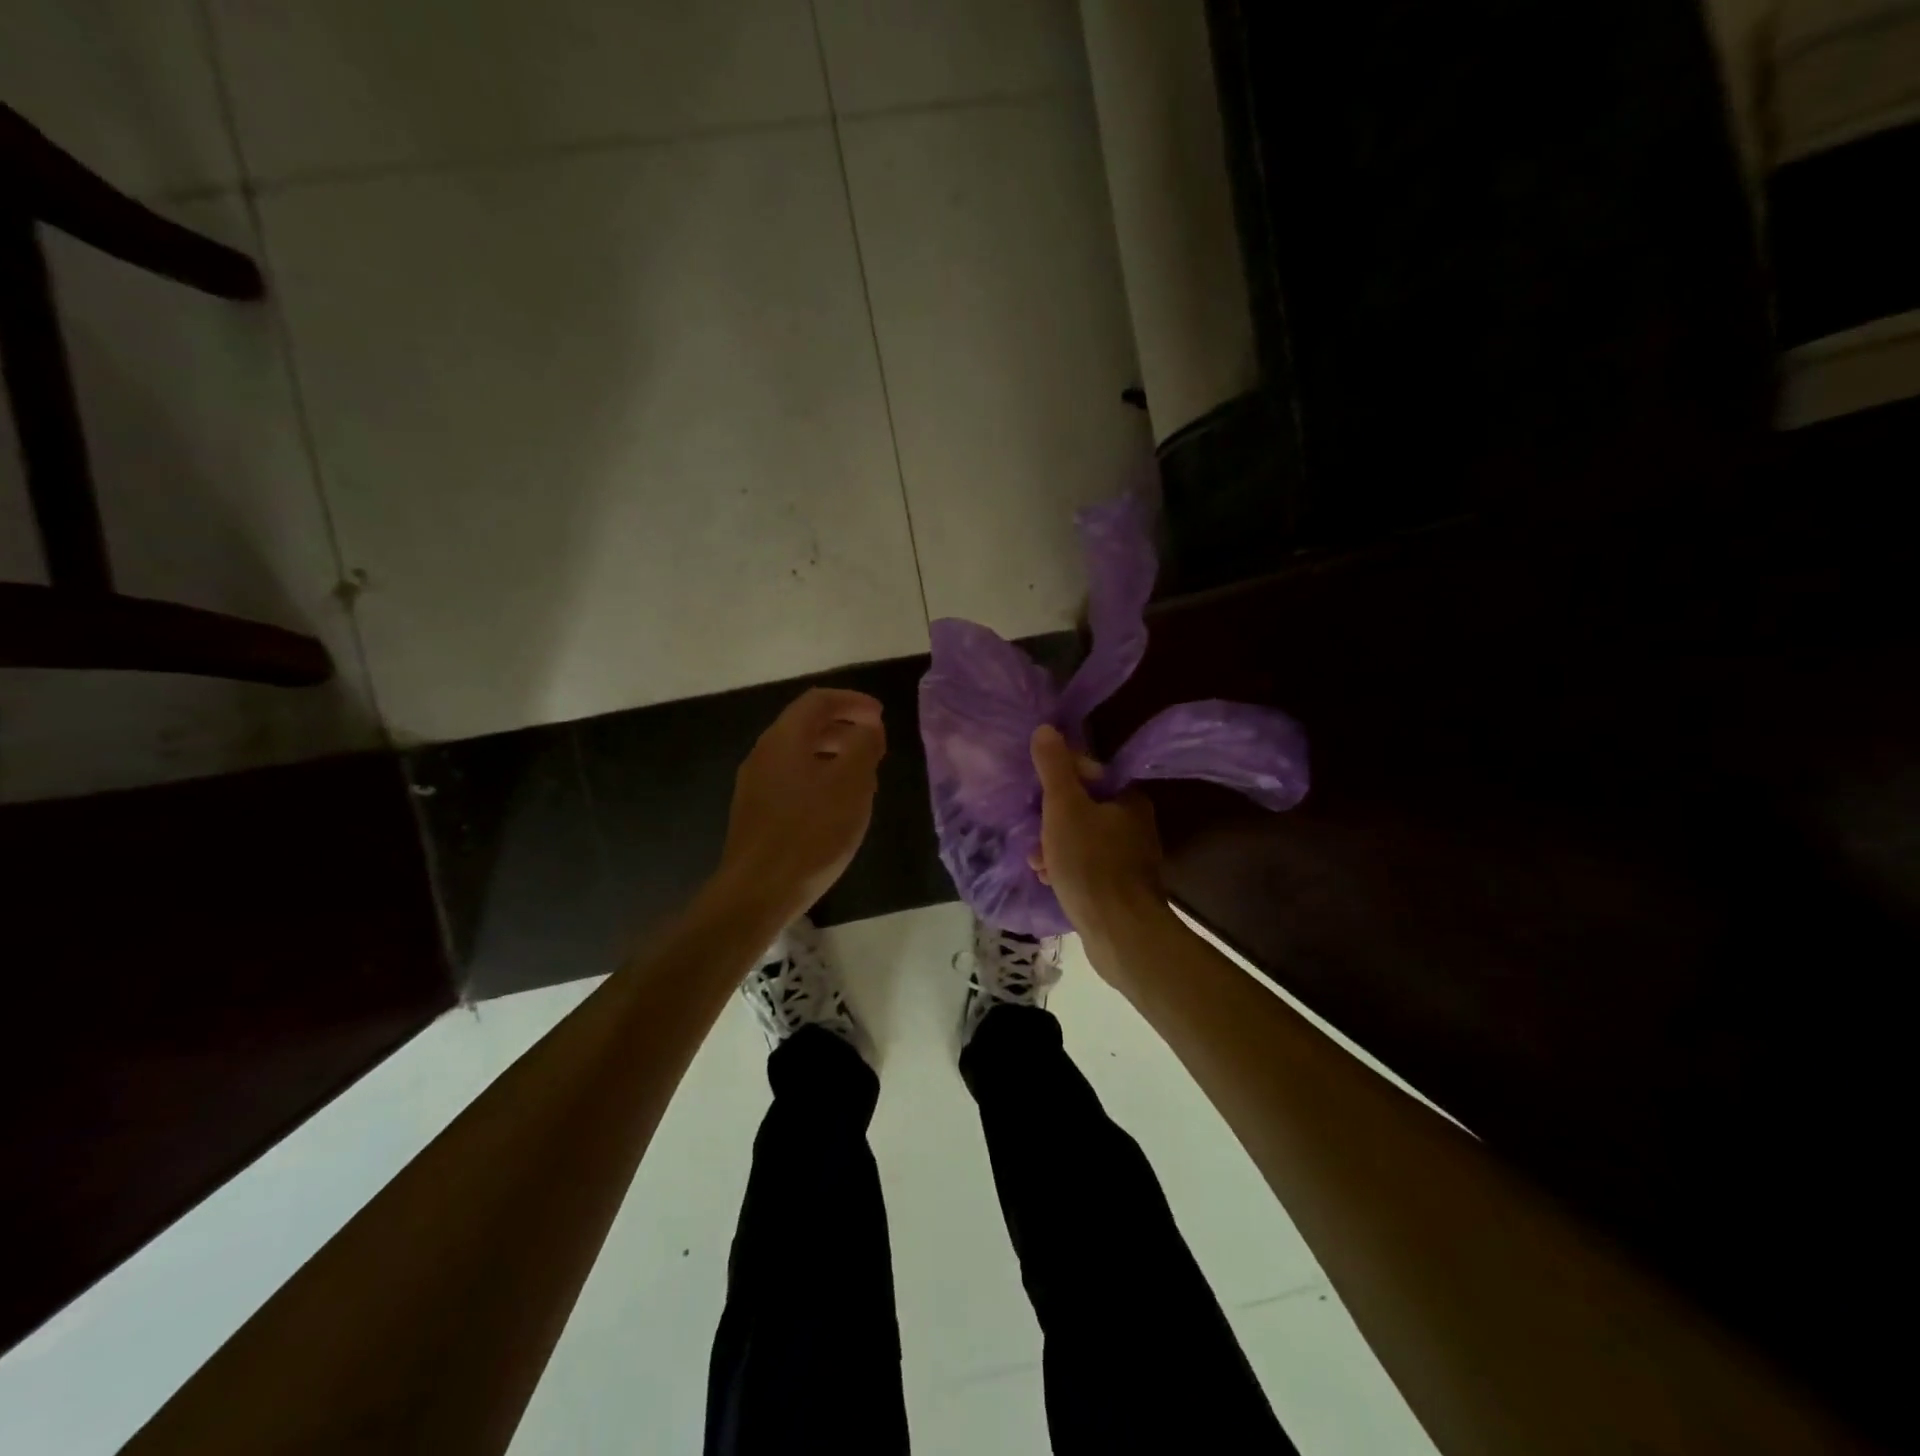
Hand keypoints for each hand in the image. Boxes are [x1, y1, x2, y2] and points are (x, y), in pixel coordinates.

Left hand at [713, 688, 885, 922]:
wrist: (758, 891)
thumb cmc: (811, 832)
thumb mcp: (851, 784)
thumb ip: (863, 745)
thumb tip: (867, 726)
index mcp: (784, 739)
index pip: (818, 700)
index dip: (853, 701)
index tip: (880, 716)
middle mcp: (764, 754)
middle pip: (806, 725)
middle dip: (845, 727)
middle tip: (876, 745)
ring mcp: (756, 784)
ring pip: (800, 754)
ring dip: (834, 755)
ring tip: (864, 777)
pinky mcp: (756, 812)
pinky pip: (792, 780)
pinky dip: (820, 778)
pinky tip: (838, 807)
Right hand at [1029, 725, 1164, 946]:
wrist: (1120, 932)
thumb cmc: (1091, 863)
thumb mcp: (1064, 808)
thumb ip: (1054, 768)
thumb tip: (1046, 728)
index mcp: (1129, 799)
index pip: (1090, 773)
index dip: (1059, 779)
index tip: (1037, 795)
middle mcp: (1136, 825)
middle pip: (1084, 808)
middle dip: (1052, 818)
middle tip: (1032, 833)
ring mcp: (1131, 859)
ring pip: (1083, 839)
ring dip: (1055, 845)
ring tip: (1036, 861)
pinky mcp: (1122, 888)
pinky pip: (1088, 866)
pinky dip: (1067, 868)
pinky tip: (1049, 880)